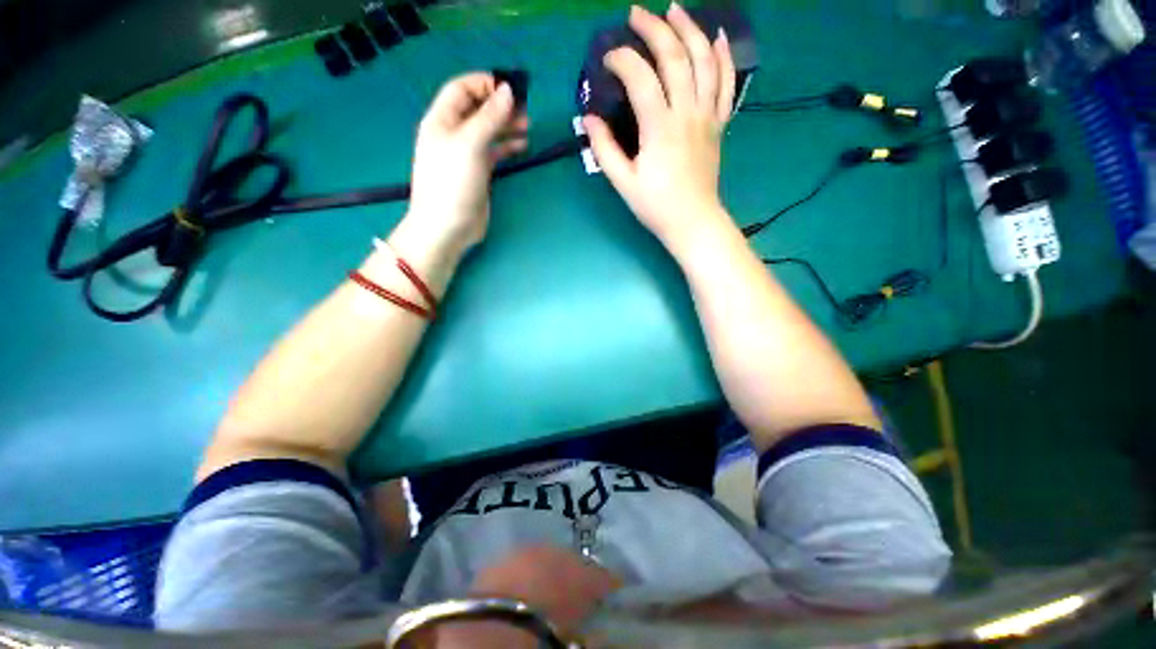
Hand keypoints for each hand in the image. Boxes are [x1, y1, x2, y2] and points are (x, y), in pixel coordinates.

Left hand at [406, 73, 528, 252]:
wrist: (448, 227)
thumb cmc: (453, 183)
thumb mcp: (469, 145)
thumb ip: (489, 118)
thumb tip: (508, 91)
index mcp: (442, 120)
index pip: (462, 89)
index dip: (485, 84)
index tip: (511, 89)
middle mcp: (453, 133)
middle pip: (478, 109)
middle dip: (501, 106)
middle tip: (527, 110)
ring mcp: (466, 154)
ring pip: (489, 130)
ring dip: (508, 125)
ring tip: (529, 126)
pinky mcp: (478, 172)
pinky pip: (495, 151)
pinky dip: (508, 146)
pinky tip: (523, 145)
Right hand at [583, 3, 735, 250]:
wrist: (693, 221)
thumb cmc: (656, 206)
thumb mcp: (623, 183)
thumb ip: (604, 149)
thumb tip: (588, 119)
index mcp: (660, 129)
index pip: (641, 78)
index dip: (622, 60)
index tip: (608, 60)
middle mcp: (687, 114)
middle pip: (676, 57)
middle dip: (655, 29)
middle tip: (637, 14)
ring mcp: (707, 117)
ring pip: (705, 61)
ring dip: (691, 30)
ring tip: (675, 10)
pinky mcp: (718, 124)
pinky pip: (727, 84)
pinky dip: (724, 57)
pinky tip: (718, 37)